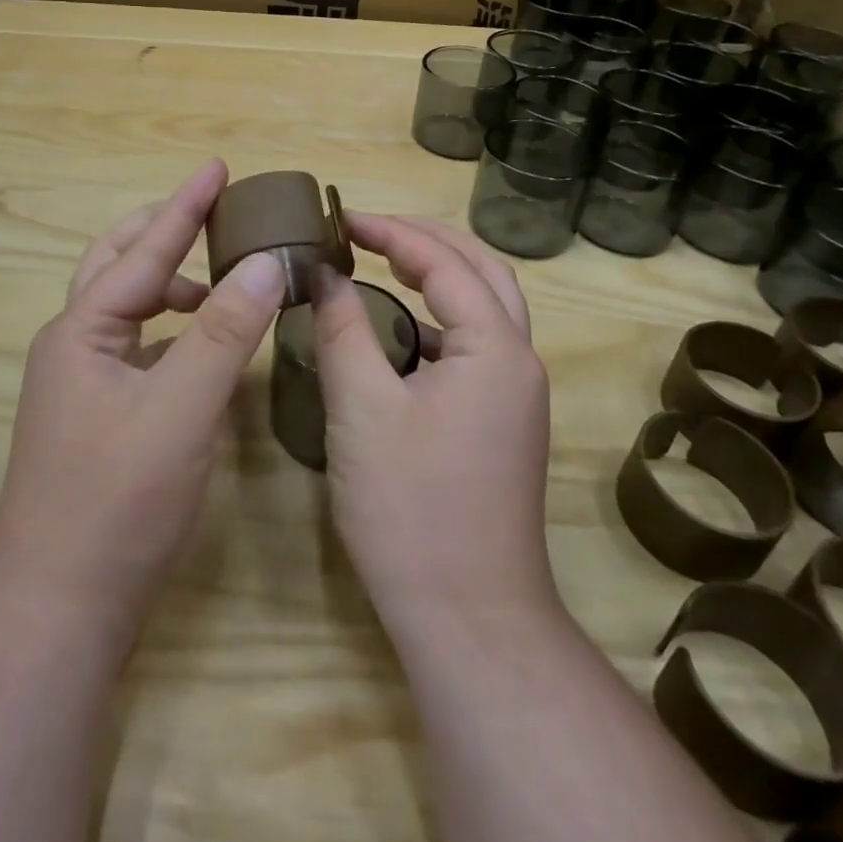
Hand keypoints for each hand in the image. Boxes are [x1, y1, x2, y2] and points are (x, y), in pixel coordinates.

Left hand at [0, 160, 286, 635]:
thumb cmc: (117, 502)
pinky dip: (171, 325)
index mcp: (82, 331)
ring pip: (126, 306)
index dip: (185, 207)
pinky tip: (201, 341)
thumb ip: (223, 333)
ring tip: (218, 275)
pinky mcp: (99, 414)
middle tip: (210, 210)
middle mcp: (74, 345)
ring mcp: (82, 382)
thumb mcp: (180, 410)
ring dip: (167, 279)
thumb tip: (265, 262)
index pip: (144, 252)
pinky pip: (138, 344)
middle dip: (162, 231)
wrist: (59, 608)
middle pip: (117, 264)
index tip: (217, 166)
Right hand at [311, 214, 555, 630]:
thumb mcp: (361, 407)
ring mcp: (515, 396)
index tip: (340, 220)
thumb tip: (324, 274)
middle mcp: (518, 361)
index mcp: (496, 348)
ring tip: (384, 262)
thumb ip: (342, 328)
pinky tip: (398, 332)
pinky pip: (474, 346)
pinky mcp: (501, 424)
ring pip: (485, 307)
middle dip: (427, 240)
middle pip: (482, 270)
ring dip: (439, 275)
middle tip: (371, 229)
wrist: (469, 621)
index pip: (444, 262)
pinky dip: (438, 319)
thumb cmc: (411, 508)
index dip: (391, 232)